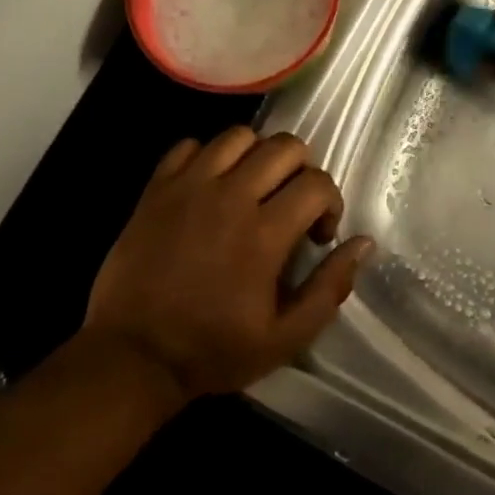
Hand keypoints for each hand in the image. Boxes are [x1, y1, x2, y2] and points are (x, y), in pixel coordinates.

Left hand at [80, 128, 372, 400]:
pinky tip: (211, 186)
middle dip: (302, 169)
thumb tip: (364, 243)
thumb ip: (330, 288)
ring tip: (253, 187)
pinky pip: (190, 146)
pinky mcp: (156, 190)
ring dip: (257, 156)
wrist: (131, 358)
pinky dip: (208, 157)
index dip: (331, 203)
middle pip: (284, 145)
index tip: (318, 234)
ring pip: (238, 136)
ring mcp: (189, 188)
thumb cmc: (213, 350)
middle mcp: (230, 198)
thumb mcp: (285, 337)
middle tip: (291, 203)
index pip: (317, 183)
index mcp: (264, 234)